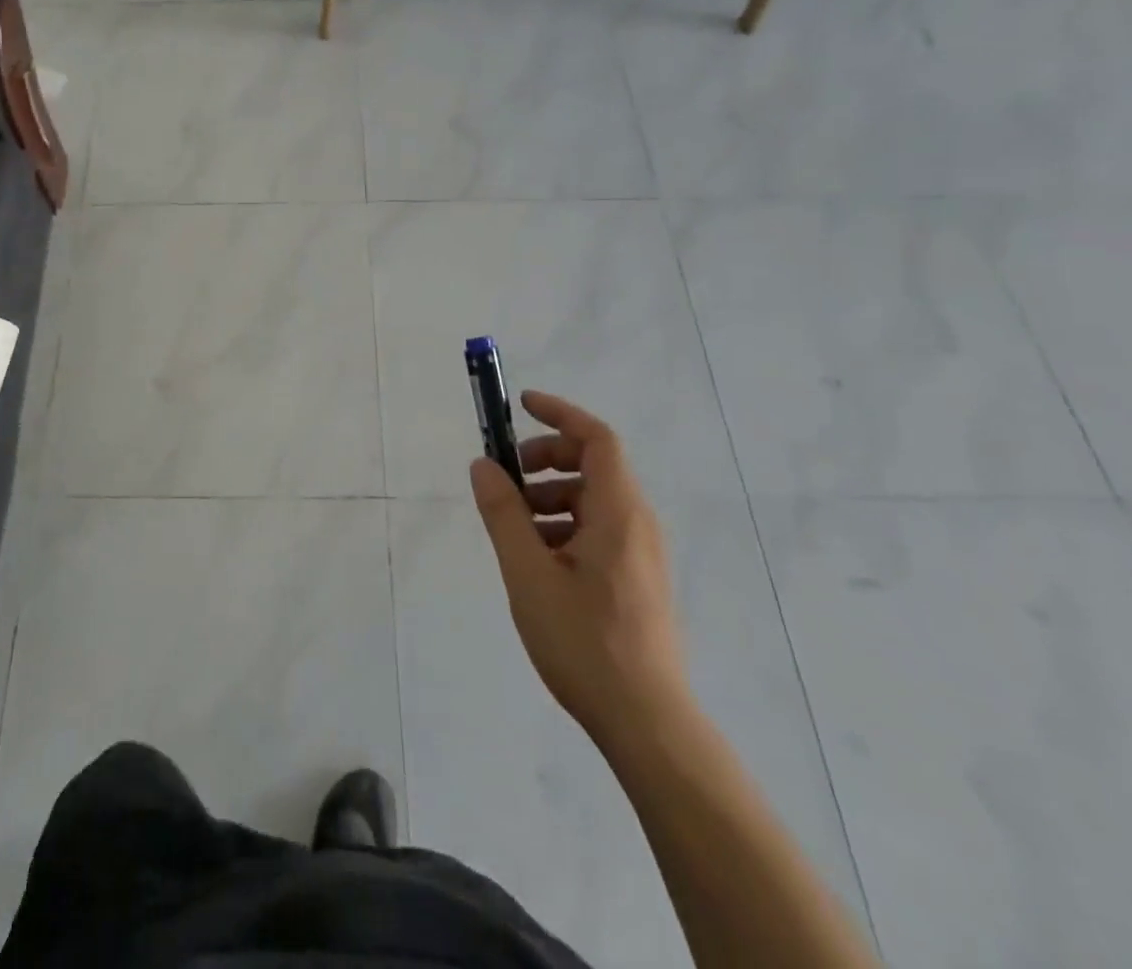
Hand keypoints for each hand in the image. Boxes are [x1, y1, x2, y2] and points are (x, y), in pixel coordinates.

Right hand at [469, 391, 689, 754]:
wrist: (647, 724)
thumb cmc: (584, 642)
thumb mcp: (528, 573)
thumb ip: (503, 513)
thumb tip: (483, 465)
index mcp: (619, 513)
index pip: (597, 439)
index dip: (559, 414)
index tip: (521, 406)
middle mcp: (639, 524)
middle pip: (594, 466)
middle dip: (546, 460)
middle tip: (507, 479)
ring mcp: (643, 554)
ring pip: (594, 501)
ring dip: (551, 498)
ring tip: (514, 529)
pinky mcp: (639, 580)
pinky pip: (600, 530)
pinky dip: (565, 526)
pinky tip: (537, 562)